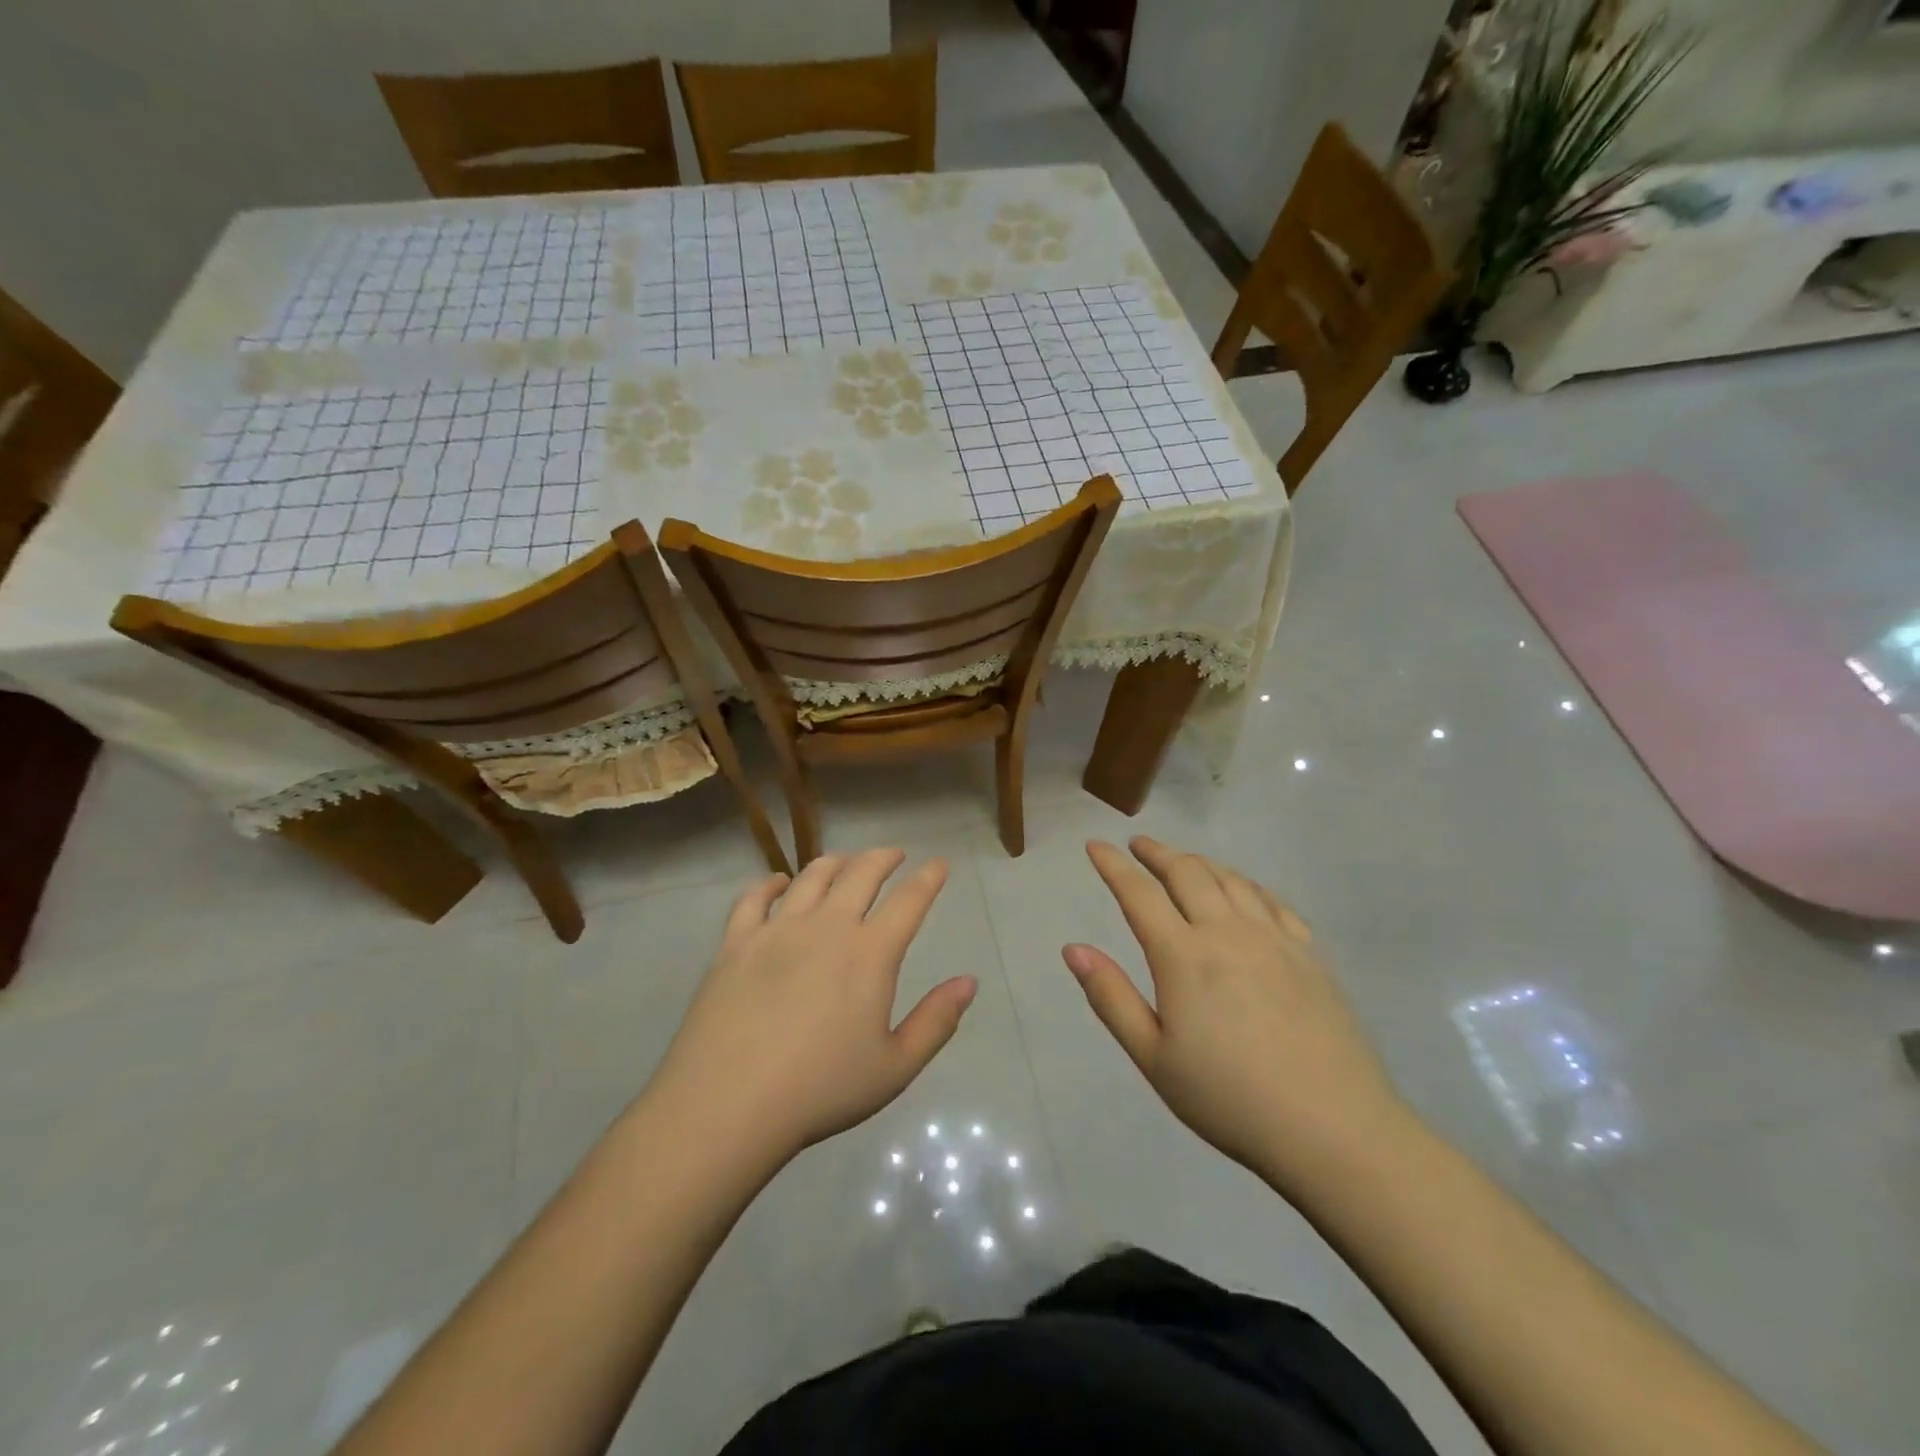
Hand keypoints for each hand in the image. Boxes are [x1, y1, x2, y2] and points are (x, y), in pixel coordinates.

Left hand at [644, 849, 977, 1165]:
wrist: (728, 1104)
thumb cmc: (821, 1089)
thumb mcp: (895, 1067)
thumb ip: (936, 1021)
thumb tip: (969, 982)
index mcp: (870, 953)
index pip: (909, 900)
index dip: (928, 878)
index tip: (938, 864)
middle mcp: (827, 927)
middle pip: (860, 874)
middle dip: (883, 858)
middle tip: (894, 854)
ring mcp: (777, 930)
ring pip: (811, 877)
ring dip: (835, 862)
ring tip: (845, 861)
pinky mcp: (736, 943)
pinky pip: (754, 898)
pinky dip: (771, 884)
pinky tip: (779, 883)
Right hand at [1064, 837, 1408, 1187]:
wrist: (1334, 1129)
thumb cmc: (1230, 1099)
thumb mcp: (1154, 1058)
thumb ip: (1111, 998)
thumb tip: (1073, 949)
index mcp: (1183, 956)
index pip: (1139, 894)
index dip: (1113, 866)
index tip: (1095, 845)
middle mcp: (1227, 932)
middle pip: (1188, 873)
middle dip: (1158, 853)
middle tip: (1139, 845)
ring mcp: (1274, 939)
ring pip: (1231, 880)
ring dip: (1200, 863)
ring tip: (1183, 862)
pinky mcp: (1310, 954)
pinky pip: (1272, 901)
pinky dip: (1246, 884)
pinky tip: (1243, 891)